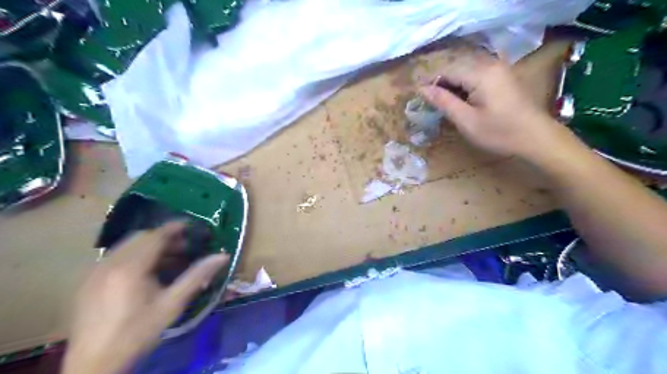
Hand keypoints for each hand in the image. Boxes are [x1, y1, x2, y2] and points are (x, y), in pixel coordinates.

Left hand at [61, 221, 229, 372]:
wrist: (94, 364)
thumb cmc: (138, 333)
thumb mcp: (172, 305)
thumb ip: (197, 276)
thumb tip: (222, 256)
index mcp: (130, 268)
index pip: (155, 236)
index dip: (175, 228)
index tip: (192, 226)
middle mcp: (109, 263)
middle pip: (140, 237)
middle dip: (164, 238)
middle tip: (185, 248)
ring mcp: (95, 271)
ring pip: (127, 246)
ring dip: (150, 247)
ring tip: (169, 261)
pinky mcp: (88, 281)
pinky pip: (116, 257)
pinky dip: (135, 256)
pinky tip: (146, 274)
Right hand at [418, 50, 569, 160]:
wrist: (536, 137)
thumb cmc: (499, 132)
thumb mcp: (466, 120)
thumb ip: (443, 101)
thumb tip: (422, 89)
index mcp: (480, 73)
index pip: (446, 71)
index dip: (430, 83)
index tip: (419, 98)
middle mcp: (490, 63)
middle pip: (456, 67)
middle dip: (441, 83)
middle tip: (431, 104)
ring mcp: (499, 67)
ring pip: (465, 69)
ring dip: (452, 84)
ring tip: (445, 104)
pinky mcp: (503, 74)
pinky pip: (477, 73)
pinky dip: (465, 84)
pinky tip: (462, 100)